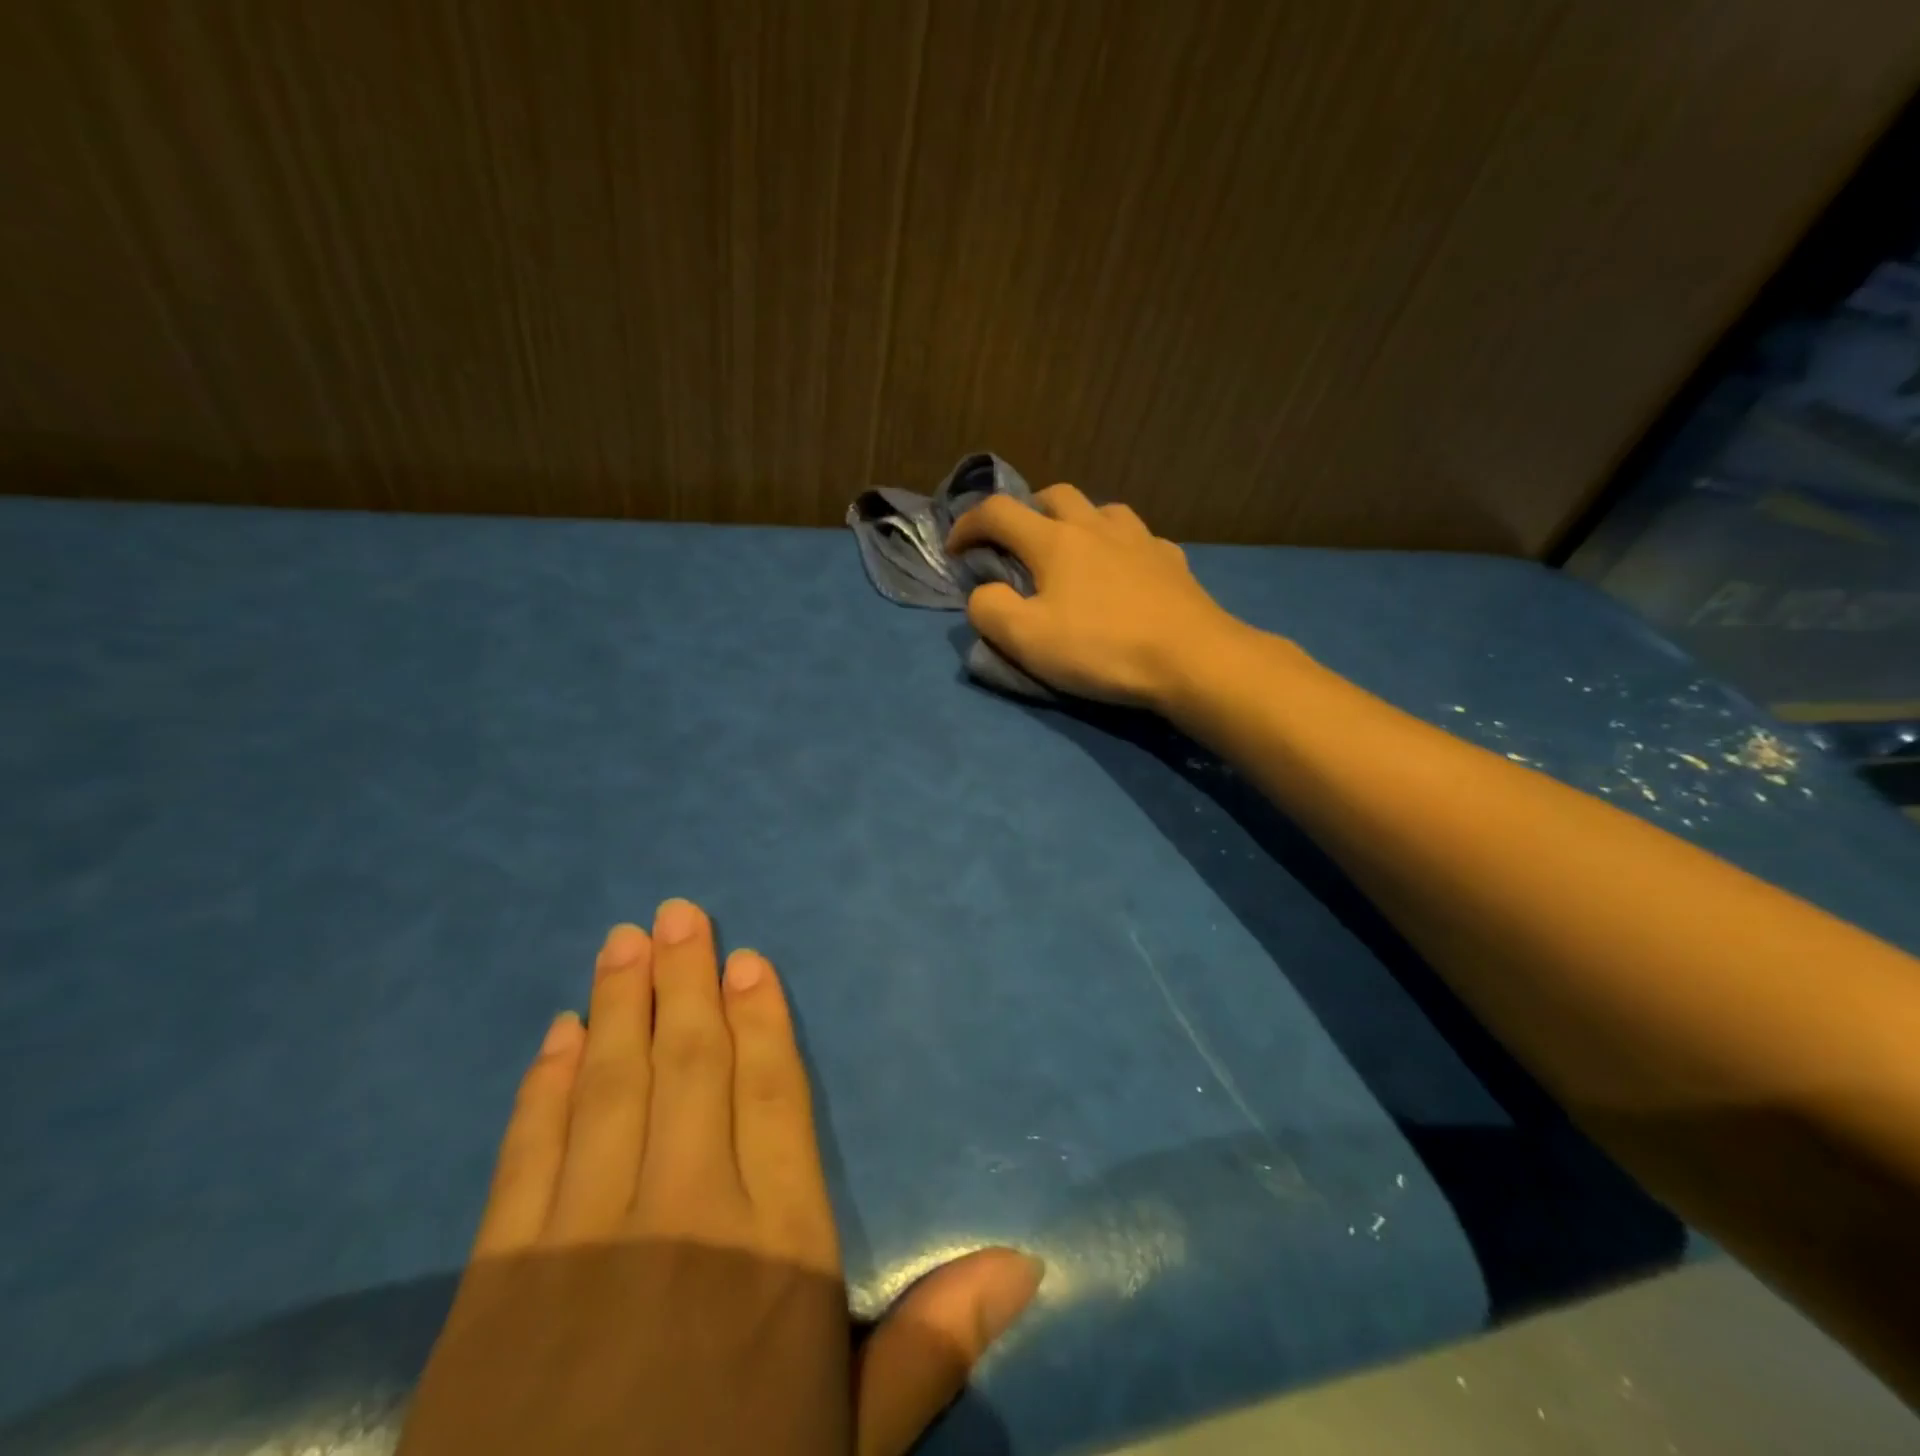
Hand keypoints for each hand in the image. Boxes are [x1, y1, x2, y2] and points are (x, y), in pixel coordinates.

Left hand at [399, 900, 1041, 1455]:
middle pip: (689, 1067)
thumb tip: (1028, 1262)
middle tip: (677, 912)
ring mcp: (582, 1247)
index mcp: (776, 1253)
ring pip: (609, 1089)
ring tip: (623, 941)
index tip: (746, 960)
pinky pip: (527, 1157)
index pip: (770, 1098)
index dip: (760, 1021)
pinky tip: (557, 1037)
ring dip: (617, 1006)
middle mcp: (686, 1220)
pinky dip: (545, 1087)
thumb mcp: (851, 1451)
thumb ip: (931, 1345)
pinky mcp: (494, 1289)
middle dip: (684, 981)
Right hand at [947, 485, 1243, 707]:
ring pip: (1101, 509)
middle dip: (1026, 512)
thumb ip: (989, 610)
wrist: (1191, 658)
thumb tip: (984, 592)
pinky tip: (1123, 572)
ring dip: (1076, 521)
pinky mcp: (1172, 560)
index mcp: (1054, 541)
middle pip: (1054, 495)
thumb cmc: (1102, 648)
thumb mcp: (1027, 639)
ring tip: (1073, 553)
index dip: (967, 525)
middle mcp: (1096, 527)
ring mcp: (1140, 539)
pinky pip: (1138, 539)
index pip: (997, 513)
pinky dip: (1118, 547)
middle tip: (1017, 545)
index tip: (955, 550)